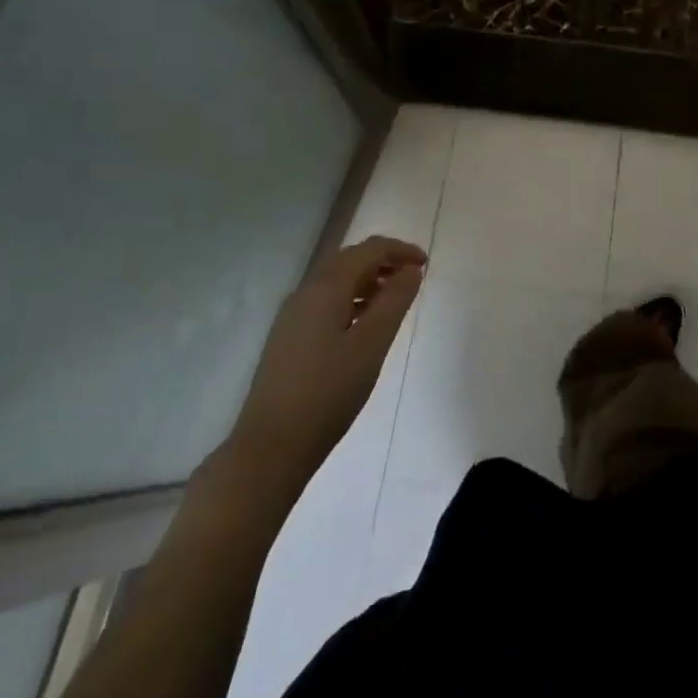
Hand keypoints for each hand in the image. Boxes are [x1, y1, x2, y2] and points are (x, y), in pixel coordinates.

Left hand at [215, 236, 426, 494]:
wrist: (271, 447)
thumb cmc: (328, 393)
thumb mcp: (371, 345)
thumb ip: (394, 302)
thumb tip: (410, 270)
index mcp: (326, 288)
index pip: (368, 250)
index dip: (400, 250)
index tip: (426, 265)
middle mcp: (305, 292)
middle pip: (349, 260)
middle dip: (384, 262)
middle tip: (413, 279)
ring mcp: (292, 316)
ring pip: (336, 281)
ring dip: (368, 281)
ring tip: (394, 303)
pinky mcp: (288, 338)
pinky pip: (326, 302)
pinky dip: (351, 300)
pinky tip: (363, 326)